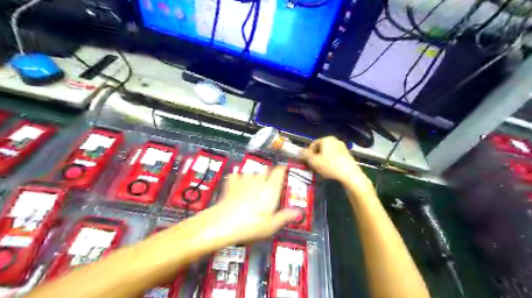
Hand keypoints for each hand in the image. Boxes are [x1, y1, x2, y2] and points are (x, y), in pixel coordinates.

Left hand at [202, 165, 298, 246]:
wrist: (223, 223)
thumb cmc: (251, 226)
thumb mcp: (271, 225)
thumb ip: (285, 216)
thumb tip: (298, 212)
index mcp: (270, 189)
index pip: (279, 172)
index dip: (282, 169)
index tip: (284, 170)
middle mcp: (258, 181)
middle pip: (266, 170)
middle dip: (269, 173)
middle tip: (269, 183)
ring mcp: (243, 180)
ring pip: (252, 172)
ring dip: (255, 176)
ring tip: (254, 185)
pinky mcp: (231, 183)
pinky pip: (237, 175)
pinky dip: (239, 177)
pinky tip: (238, 183)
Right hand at [303, 137, 373, 195]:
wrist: (350, 175)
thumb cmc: (330, 166)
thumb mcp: (314, 161)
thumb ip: (305, 155)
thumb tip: (299, 151)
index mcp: (326, 139)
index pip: (312, 145)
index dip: (308, 154)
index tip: (309, 163)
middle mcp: (335, 140)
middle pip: (320, 149)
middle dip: (316, 157)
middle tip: (315, 167)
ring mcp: (342, 147)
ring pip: (327, 153)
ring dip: (323, 160)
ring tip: (323, 169)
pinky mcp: (347, 154)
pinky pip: (335, 157)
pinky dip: (331, 162)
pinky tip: (331, 170)